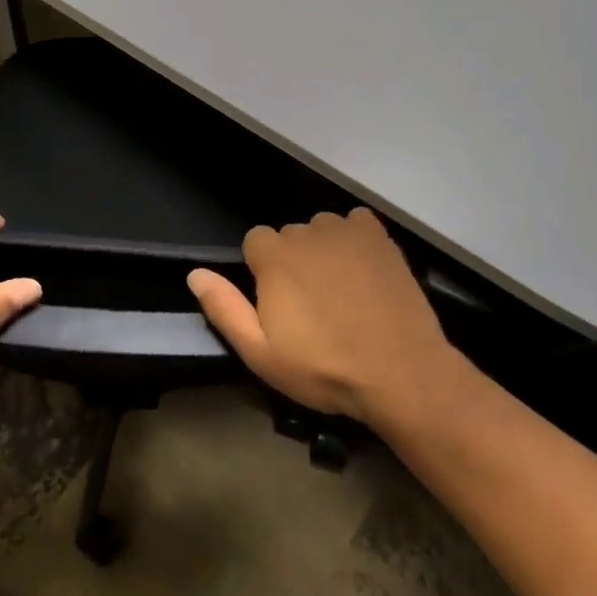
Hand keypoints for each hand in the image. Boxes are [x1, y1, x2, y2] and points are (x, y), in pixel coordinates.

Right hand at [187, 207, 458, 426]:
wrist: (401, 372)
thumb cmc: (324, 368)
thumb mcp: (262, 354)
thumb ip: (225, 309)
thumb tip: (195, 273)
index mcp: (273, 256)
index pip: (255, 242)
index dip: (263, 272)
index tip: (280, 304)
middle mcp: (305, 232)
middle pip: (289, 236)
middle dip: (294, 262)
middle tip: (313, 306)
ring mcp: (345, 231)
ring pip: (322, 229)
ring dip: (324, 250)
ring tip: (341, 290)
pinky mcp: (379, 237)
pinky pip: (356, 223)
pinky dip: (355, 238)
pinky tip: (364, 269)